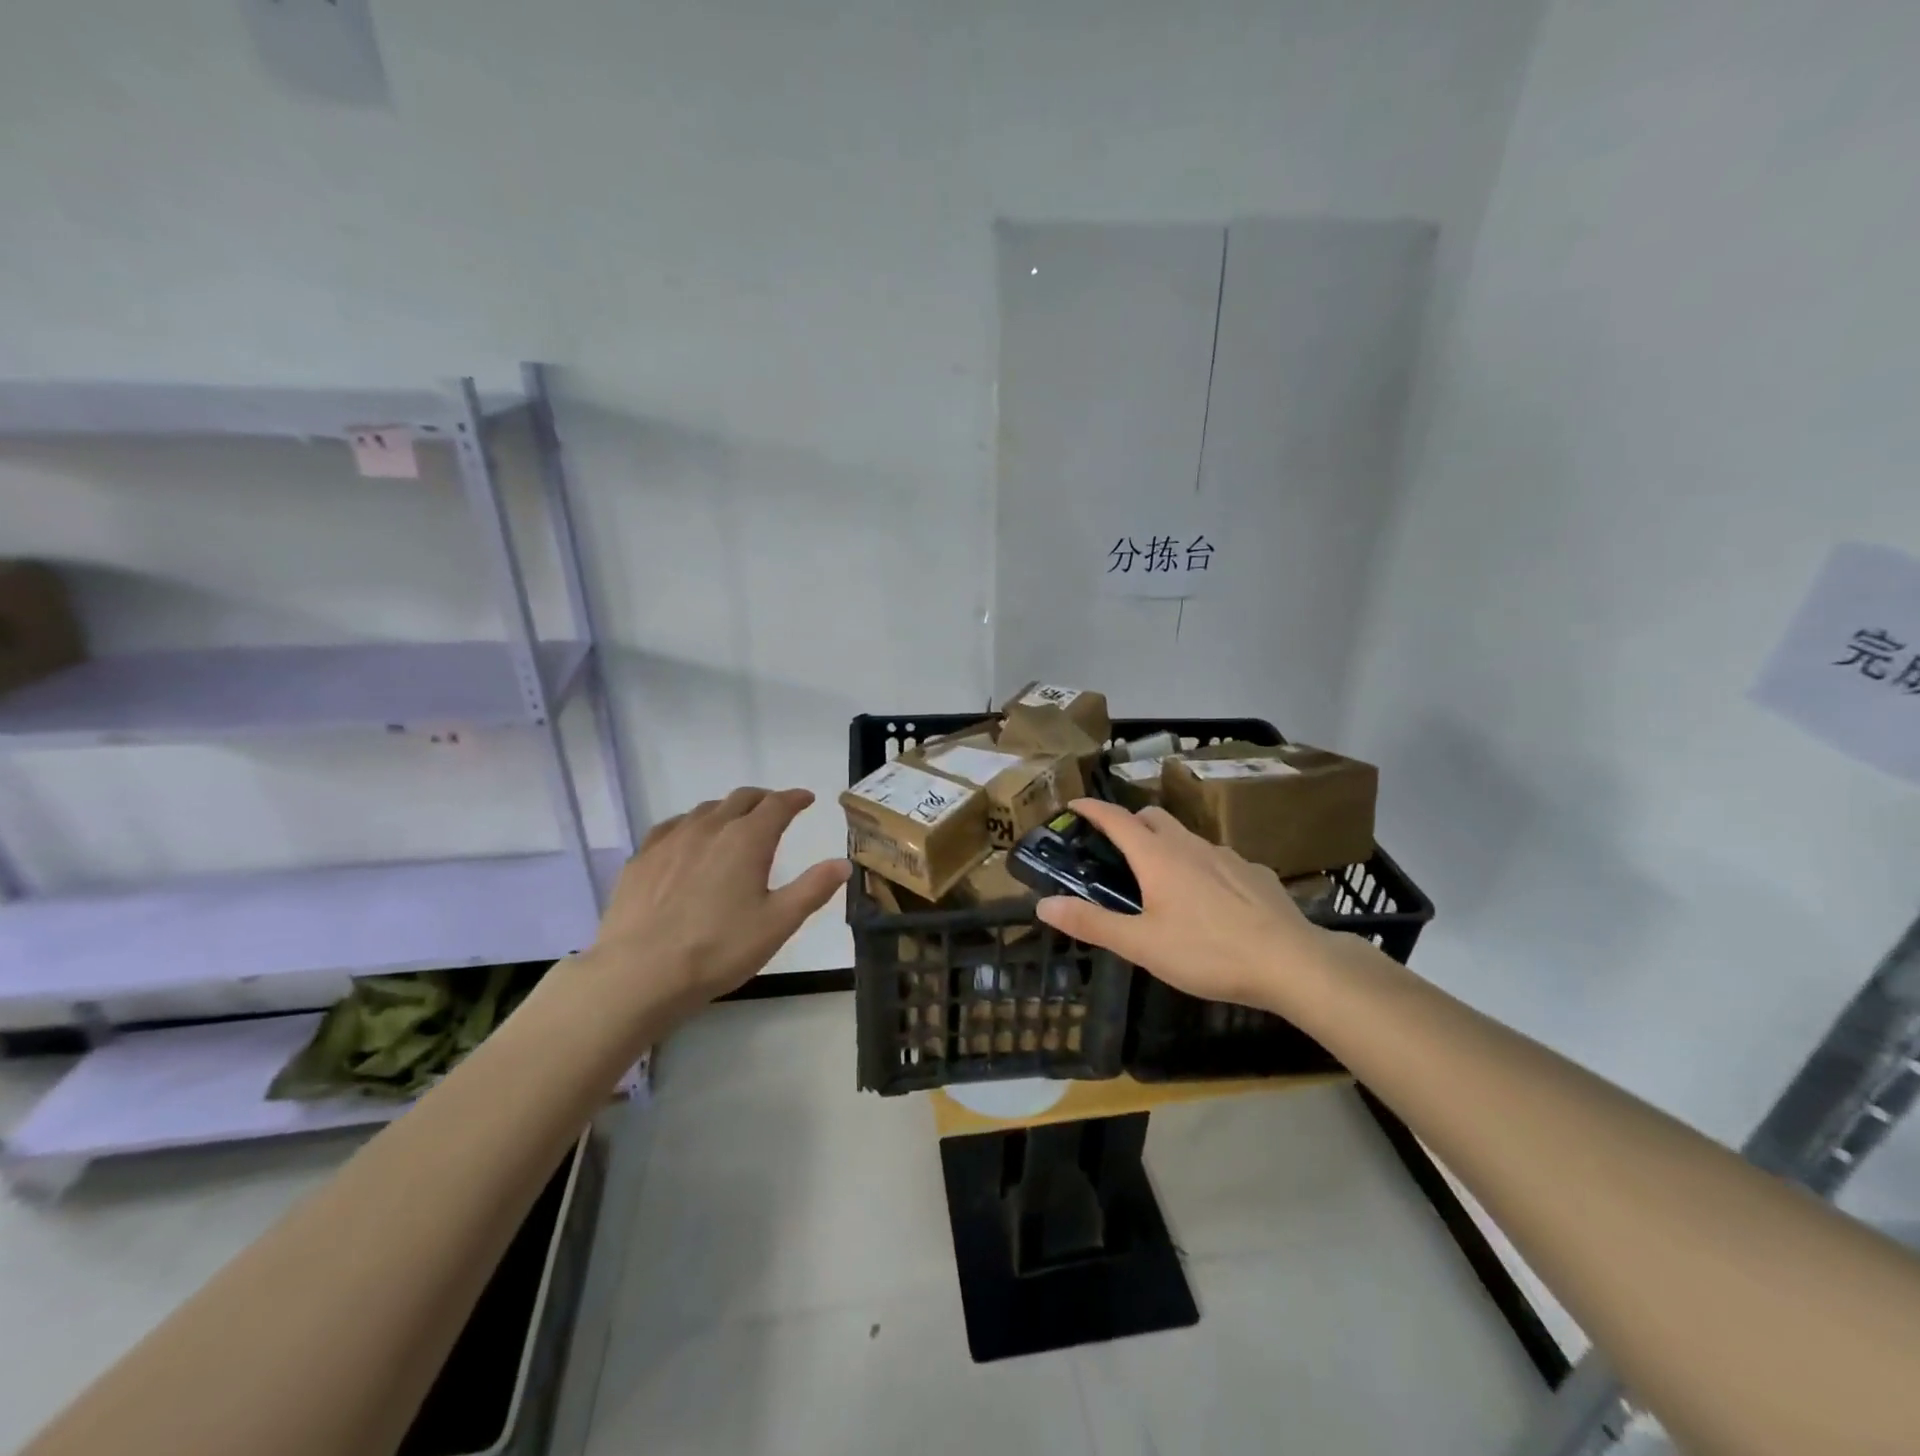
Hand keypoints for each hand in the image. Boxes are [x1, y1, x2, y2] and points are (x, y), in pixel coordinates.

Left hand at [582, 787, 850, 1023]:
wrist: (640, 973)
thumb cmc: (719, 949)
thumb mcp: (778, 923)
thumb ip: (813, 889)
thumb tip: (842, 863)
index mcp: (747, 839)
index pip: (777, 805)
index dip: (795, 798)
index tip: (806, 799)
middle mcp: (710, 828)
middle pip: (741, 799)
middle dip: (763, 799)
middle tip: (775, 809)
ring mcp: (670, 840)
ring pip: (705, 809)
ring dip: (727, 810)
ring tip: (734, 824)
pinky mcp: (642, 859)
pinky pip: (672, 827)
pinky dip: (691, 825)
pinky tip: (688, 841)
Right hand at [1034, 798, 1328, 1013]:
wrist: (1291, 962)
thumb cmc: (1207, 951)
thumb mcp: (1141, 945)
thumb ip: (1092, 923)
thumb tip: (1044, 905)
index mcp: (1157, 856)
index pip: (1115, 818)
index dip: (1091, 808)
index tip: (1073, 804)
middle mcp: (1190, 845)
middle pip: (1153, 818)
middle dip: (1130, 823)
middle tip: (1116, 848)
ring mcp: (1227, 855)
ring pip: (1188, 837)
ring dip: (1167, 845)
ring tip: (1162, 878)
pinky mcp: (1255, 873)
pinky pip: (1218, 859)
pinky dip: (1202, 867)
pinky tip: (1210, 899)